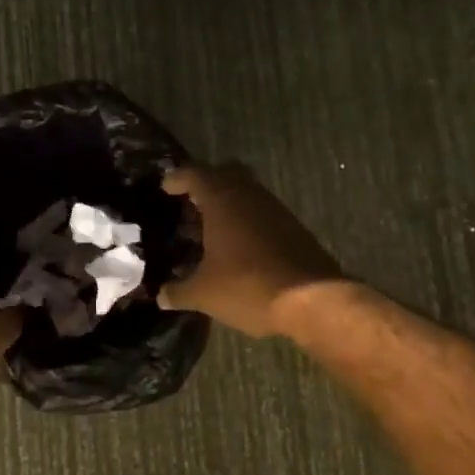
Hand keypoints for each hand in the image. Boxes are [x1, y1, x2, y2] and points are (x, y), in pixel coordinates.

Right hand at [159, 164, 342, 336]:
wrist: (313, 300)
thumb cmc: (248, 287)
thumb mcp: (204, 294)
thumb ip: (178, 291)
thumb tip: (161, 295)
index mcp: (222, 200)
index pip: (194, 174)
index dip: (177, 179)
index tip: (165, 187)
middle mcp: (249, 195)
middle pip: (224, 174)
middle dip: (205, 184)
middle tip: (189, 202)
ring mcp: (275, 209)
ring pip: (246, 192)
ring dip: (228, 203)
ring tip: (209, 228)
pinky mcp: (293, 227)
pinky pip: (261, 212)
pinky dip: (246, 220)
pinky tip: (237, 246)